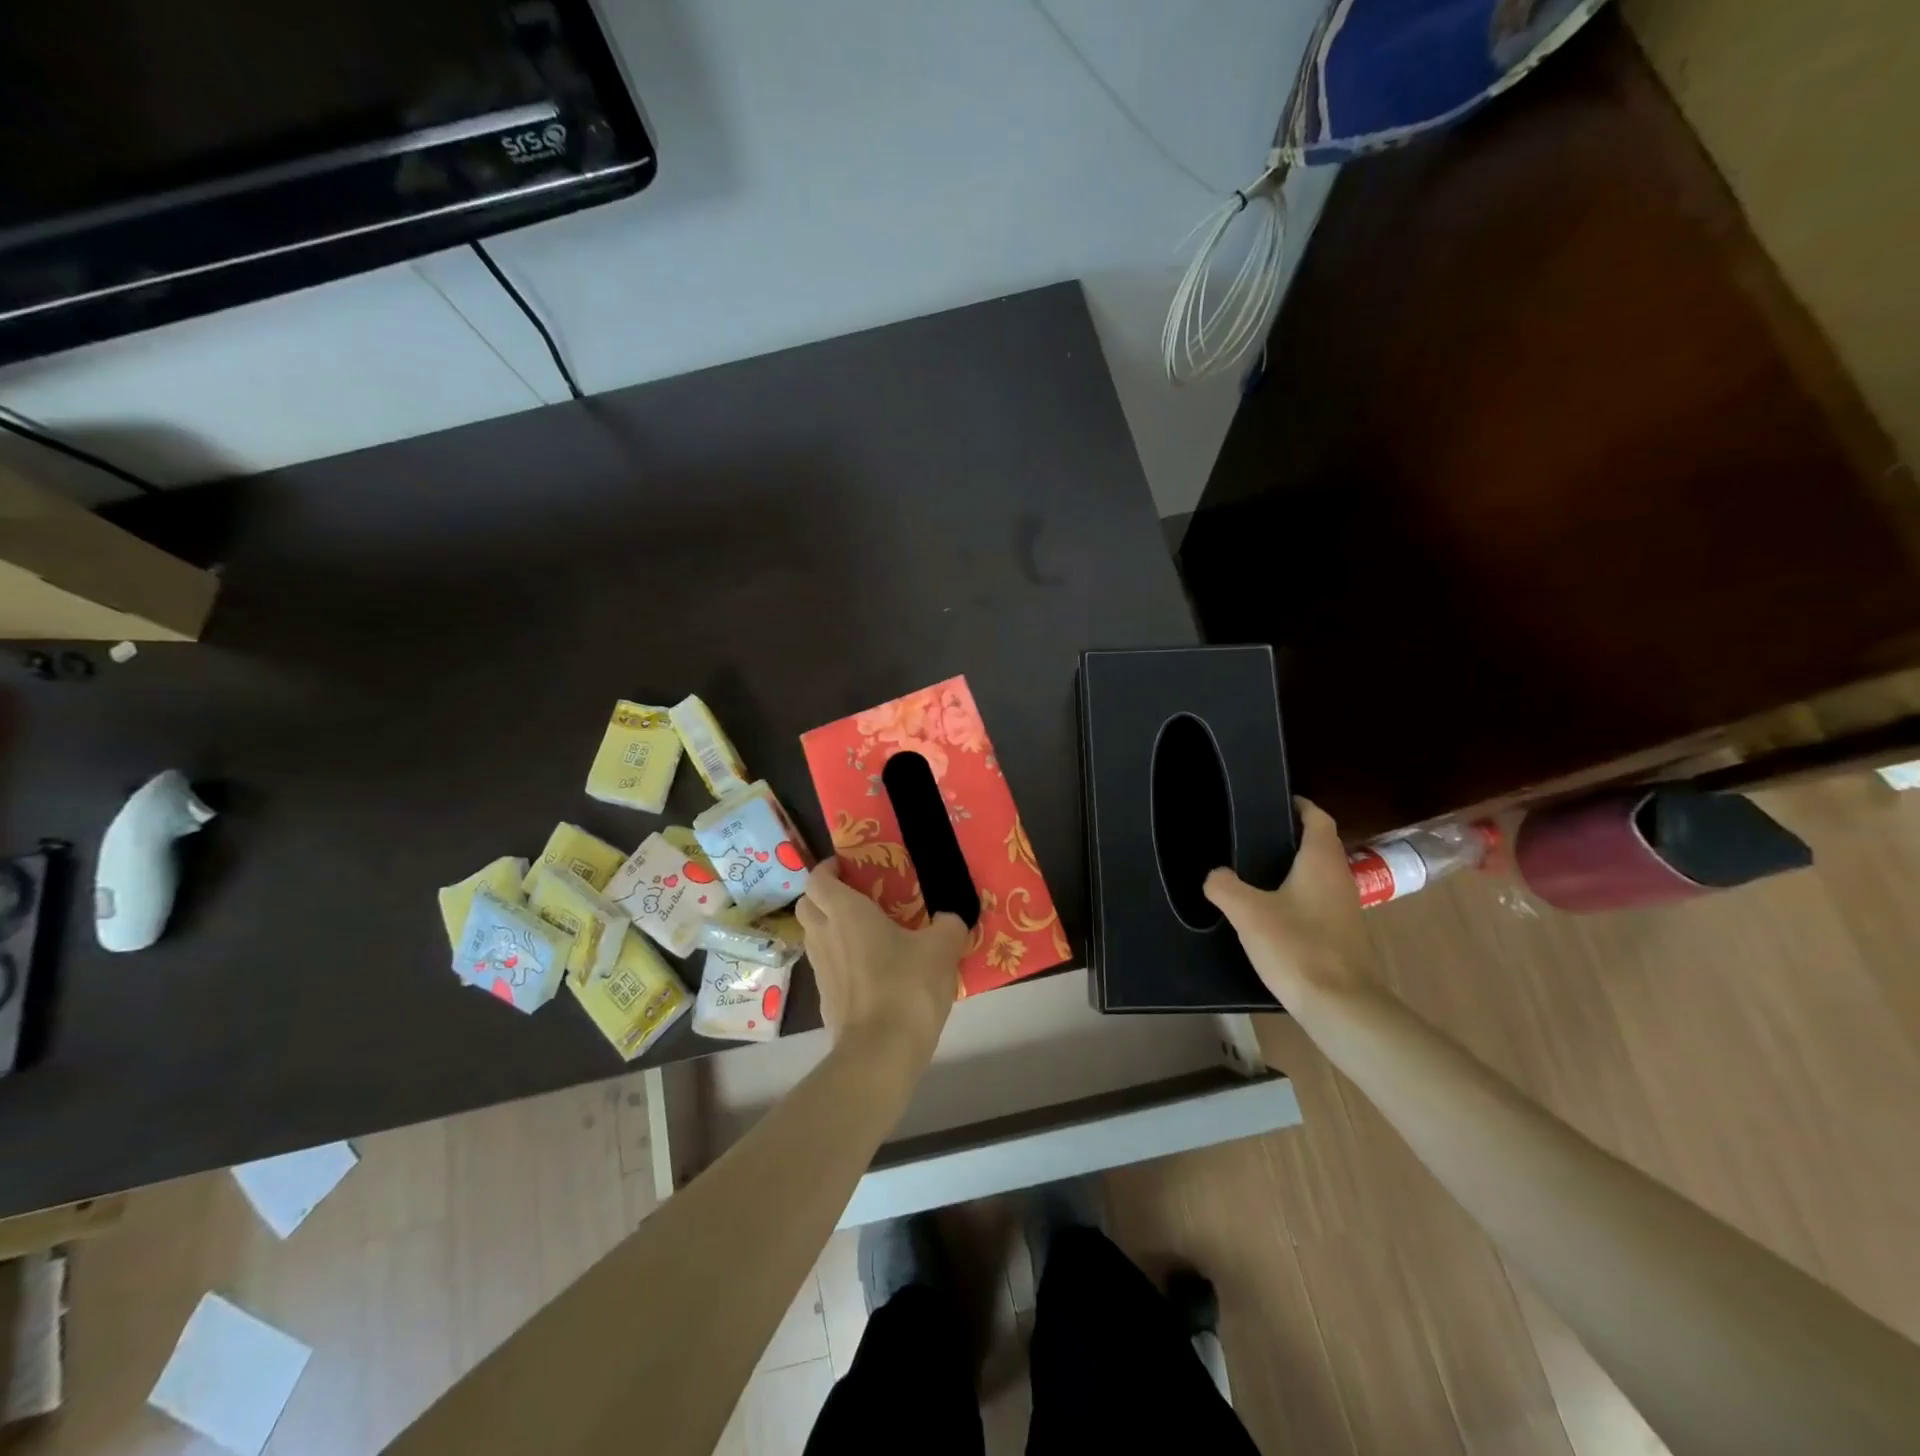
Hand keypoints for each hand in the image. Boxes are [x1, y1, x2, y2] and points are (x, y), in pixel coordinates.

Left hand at [796, 858, 967, 1070]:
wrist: (881, 1053)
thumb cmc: (907, 987)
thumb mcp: (942, 949)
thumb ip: (949, 925)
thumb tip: (952, 918)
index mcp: (845, 912)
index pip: (817, 878)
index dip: (827, 868)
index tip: (848, 867)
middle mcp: (825, 936)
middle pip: (807, 905)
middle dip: (824, 897)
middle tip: (855, 897)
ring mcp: (821, 971)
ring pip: (814, 937)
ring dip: (830, 929)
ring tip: (866, 933)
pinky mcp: (825, 1000)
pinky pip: (827, 968)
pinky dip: (840, 961)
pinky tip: (870, 971)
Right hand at [1204, 798, 1372, 1008]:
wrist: (1341, 1006)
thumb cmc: (1297, 947)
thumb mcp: (1248, 912)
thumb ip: (1224, 886)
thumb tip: (1215, 875)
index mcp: (1321, 862)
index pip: (1318, 819)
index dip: (1300, 805)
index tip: (1275, 801)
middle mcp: (1339, 878)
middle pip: (1319, 846)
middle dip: (1290, 837)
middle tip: (1253, 836)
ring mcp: (1345, 909)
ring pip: (1318, 875)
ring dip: (1293, 868)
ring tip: (1255, 872)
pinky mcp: (1342, 936)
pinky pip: (1318, 902)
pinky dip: (1297, 896)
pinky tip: (1271, 912)